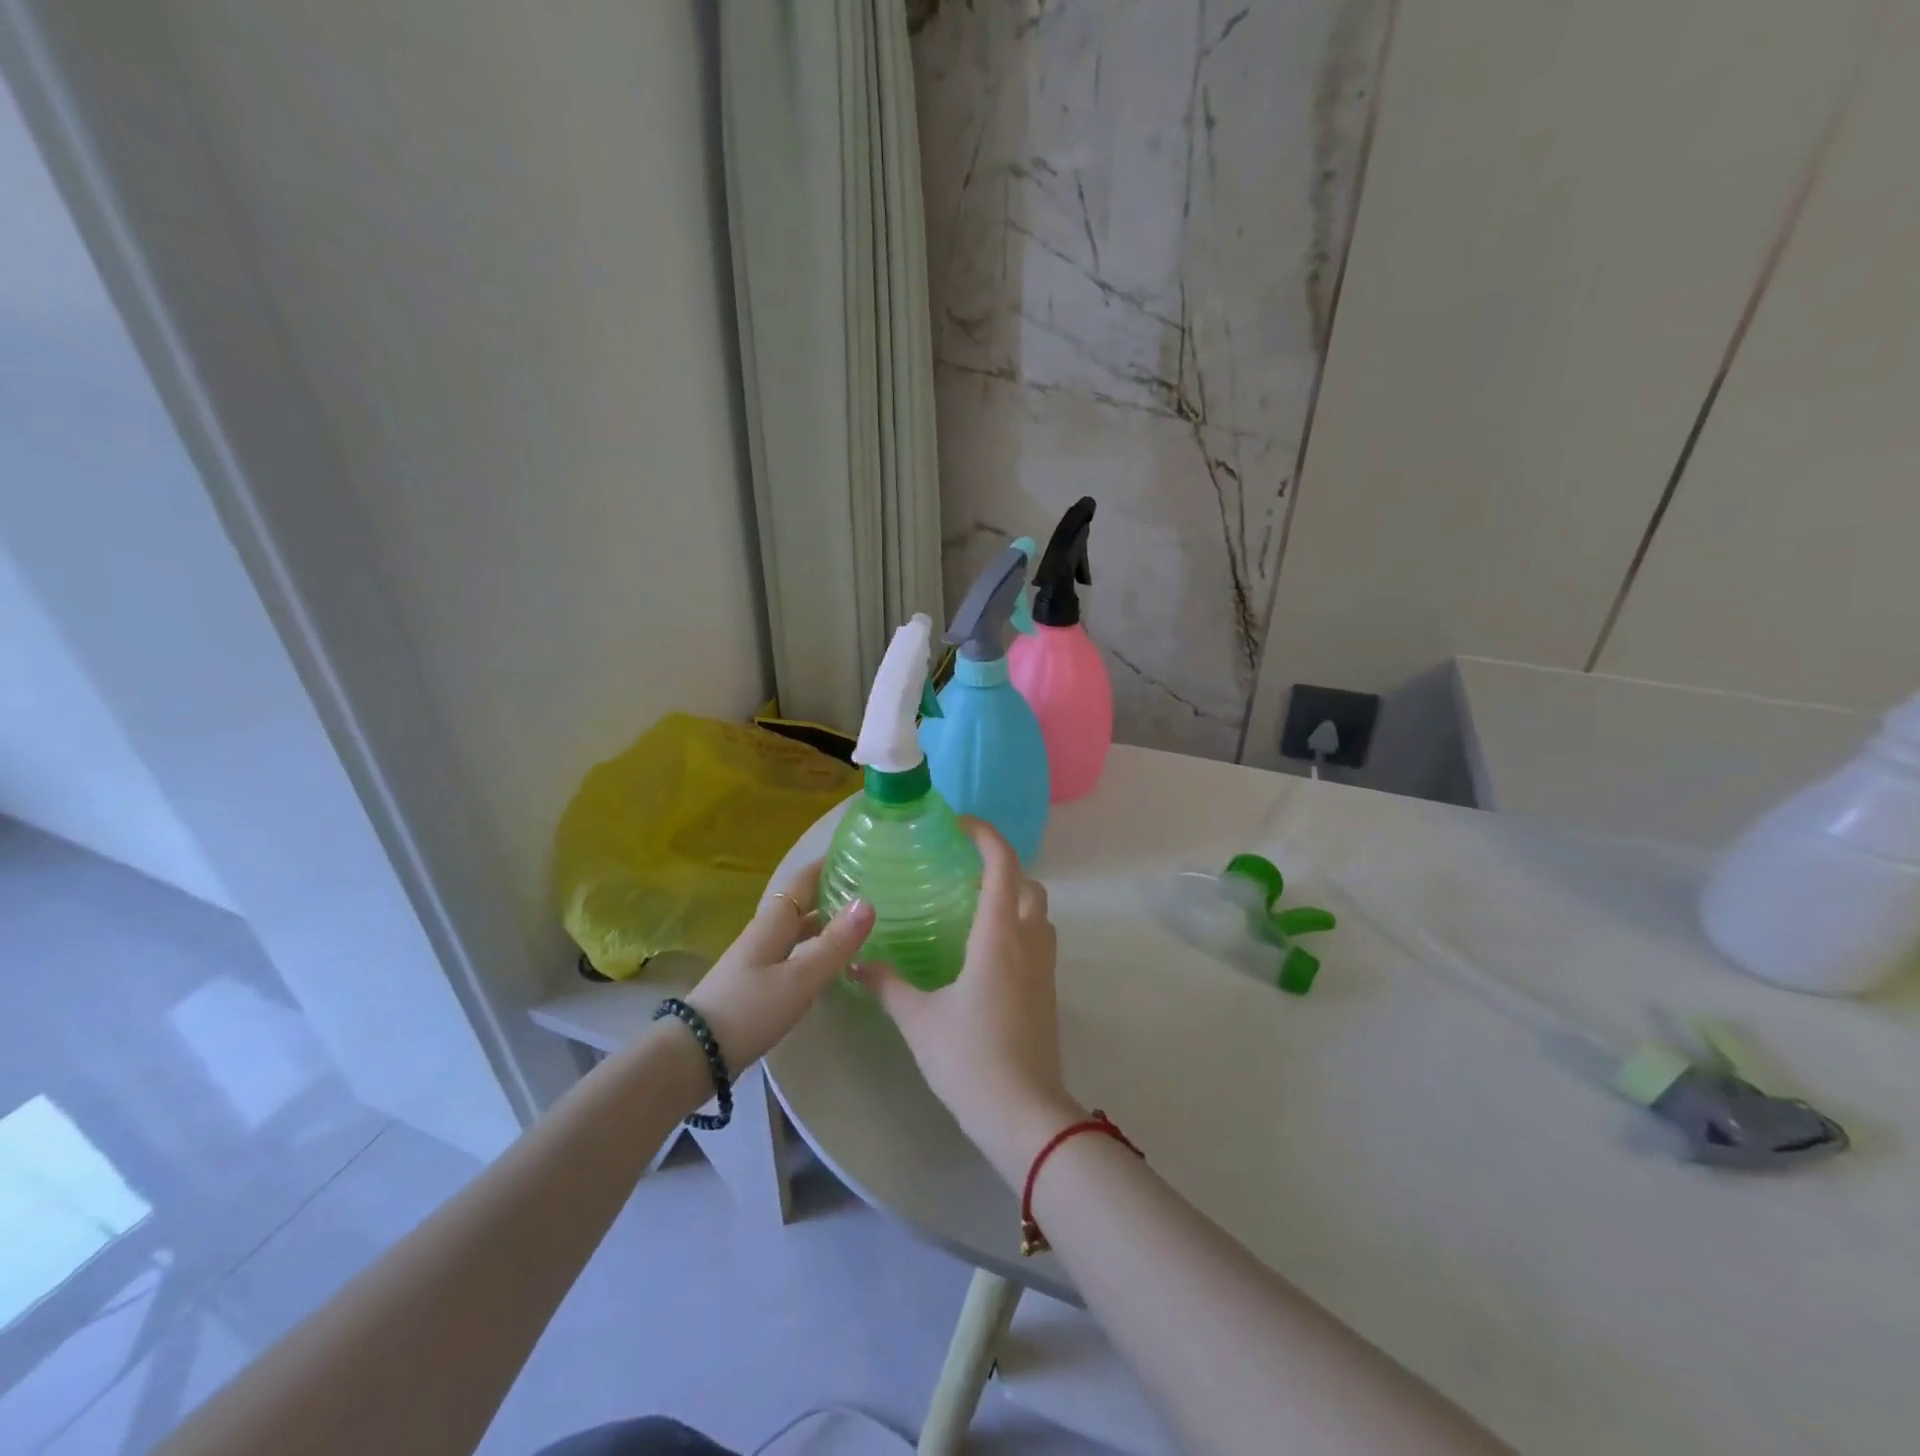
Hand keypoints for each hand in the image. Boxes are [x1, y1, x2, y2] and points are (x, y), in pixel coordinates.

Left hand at [685, 862, 873, 1069]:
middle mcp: (766, 933)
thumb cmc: (749, 1009)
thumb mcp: (799, 978)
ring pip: (799, 930)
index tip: (859, 853)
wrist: (695, 1056)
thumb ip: (834, 943)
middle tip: (873, 891)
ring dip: (827, 923)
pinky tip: (836, 965)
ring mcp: (760, 959)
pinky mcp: (758, 984)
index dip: (828, 864)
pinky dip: (817, 950)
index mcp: (774, 921)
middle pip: (803, 904)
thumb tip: (867, 902)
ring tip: (863, 925)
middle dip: (833, 893)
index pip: (804, 879)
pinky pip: (795, 954)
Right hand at [852, 818, 1084, 1184]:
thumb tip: (858, 964)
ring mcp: (1044, 967)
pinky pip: (1038, 940)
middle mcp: (1028, 940)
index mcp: (999, 934)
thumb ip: (888, 985)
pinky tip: (984, 954)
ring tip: (972, 911)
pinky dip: (1018, 928)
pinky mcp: (1048, 991)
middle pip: (1028, 883)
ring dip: (1013, 899)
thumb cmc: (969, 1057)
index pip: (1002, 864)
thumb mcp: (919, 1019)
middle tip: (961, 875)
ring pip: (1038, 912)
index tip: (959, 825)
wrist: (1024, 1114)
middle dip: (1001, 868)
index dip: (985, 834)